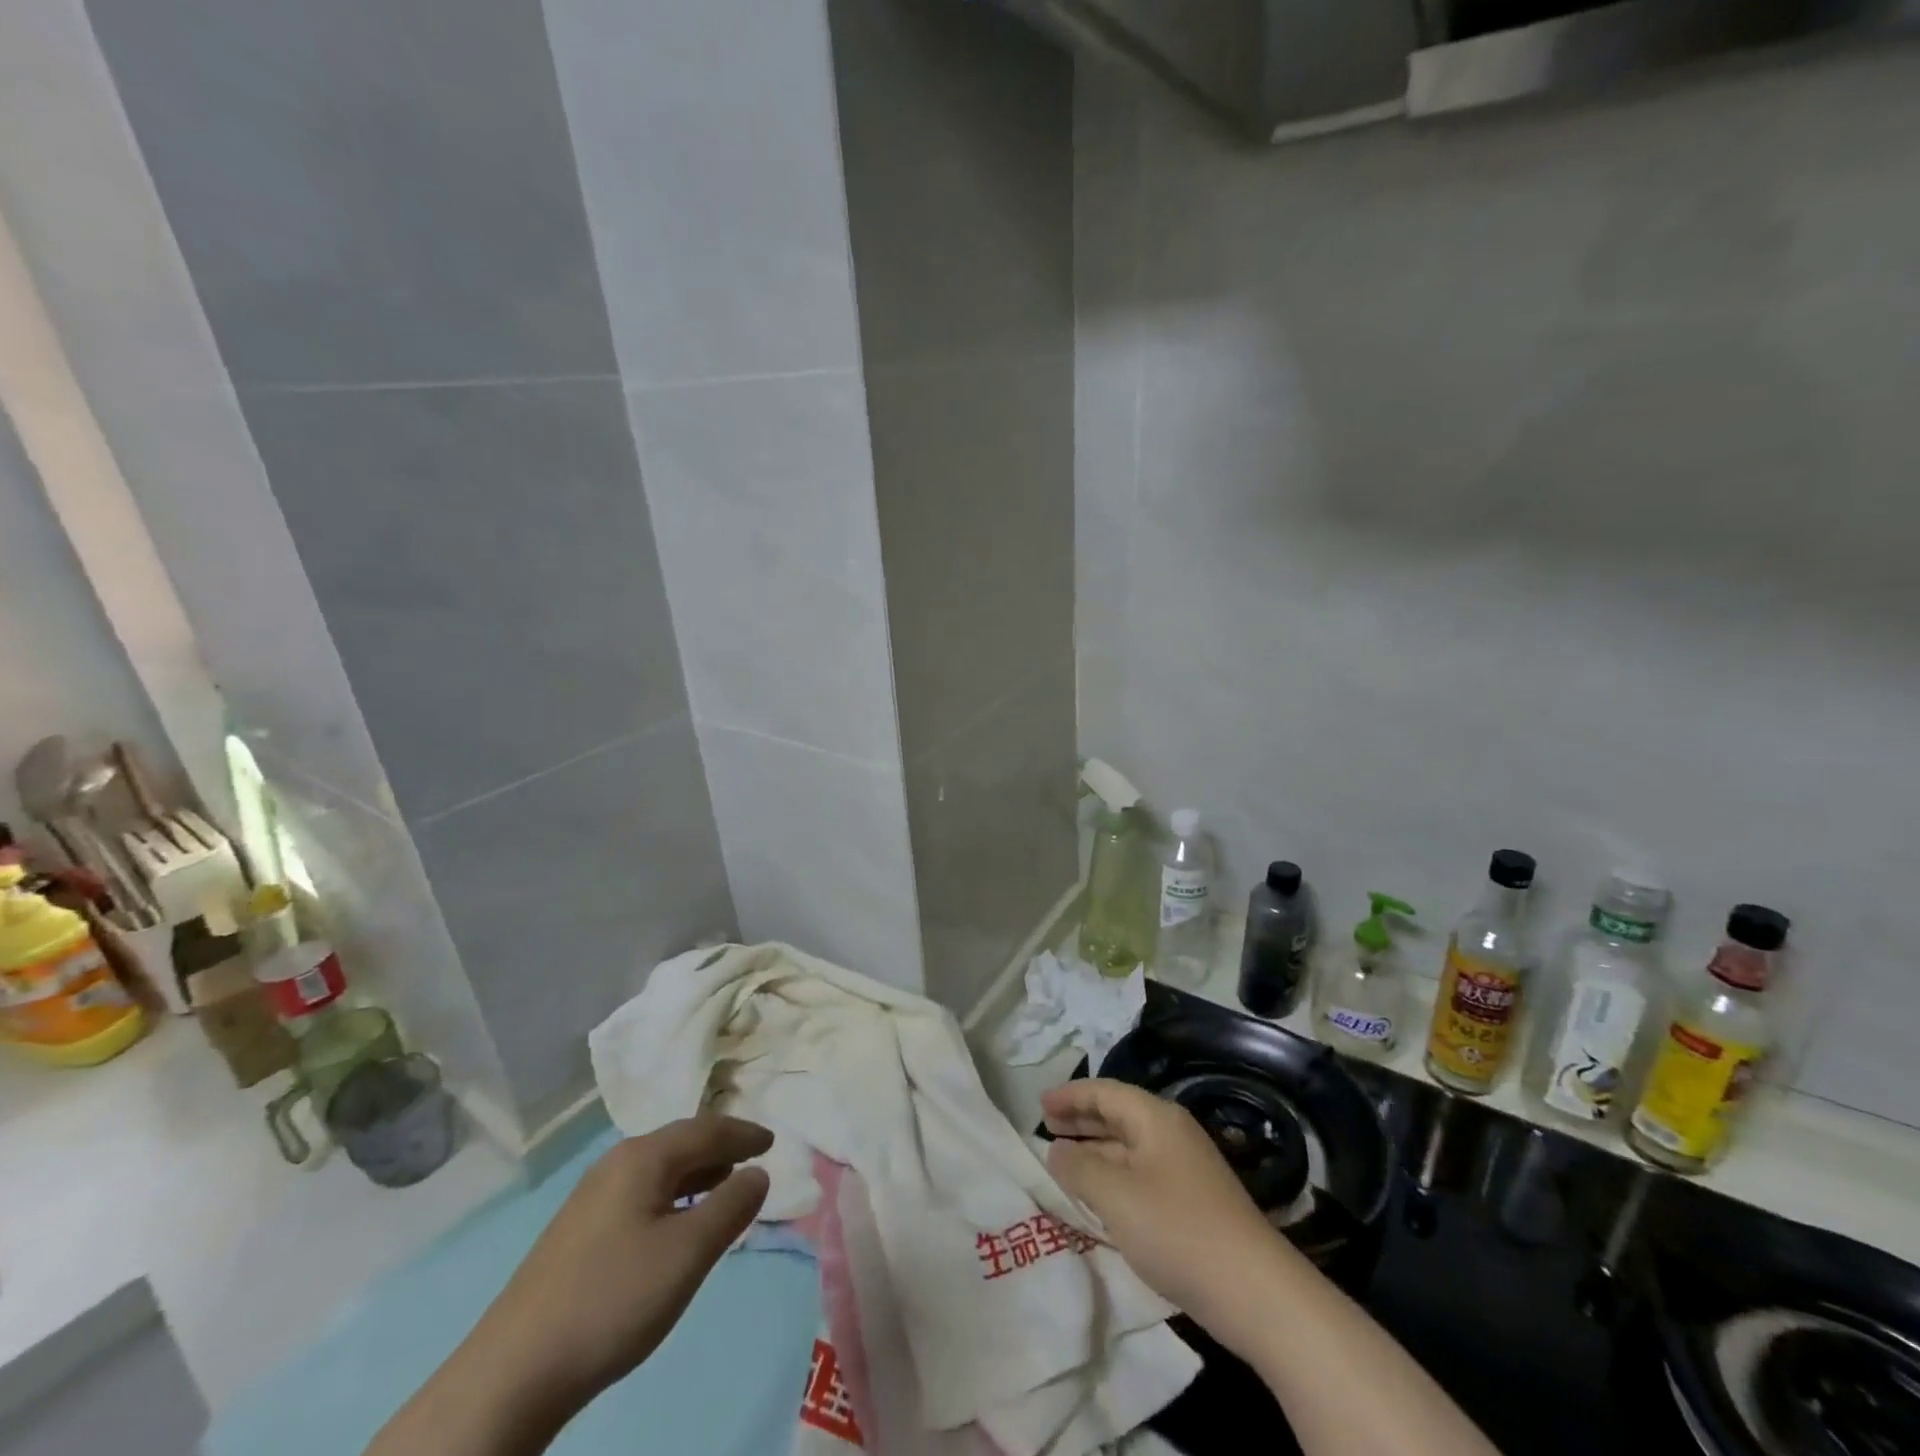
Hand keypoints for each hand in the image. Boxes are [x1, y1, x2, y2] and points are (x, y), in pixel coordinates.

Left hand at [468, 1115, 772, 1405]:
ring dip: (696, 1174)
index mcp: (643, 1157)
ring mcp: (591, 1198)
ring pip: (658, 1170)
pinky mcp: (577, 1232)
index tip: (773, 1141)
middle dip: (720, 1149)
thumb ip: (731, 1207)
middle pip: (680, 1143)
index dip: (743, 1134)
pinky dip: (672, 1197)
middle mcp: (616, 1164)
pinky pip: (641, 1194)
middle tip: (753, 1160)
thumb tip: (758, 1173)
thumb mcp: (688, 1252)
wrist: (513, 1374)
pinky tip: (676, 1225)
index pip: (706, 1129)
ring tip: (724, 1189)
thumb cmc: (613, 1299)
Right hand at [1043, 1079, 1281, 1334]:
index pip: (1104, 1092)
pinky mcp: (1192, 1201)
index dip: (1069, 1095)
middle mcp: (1171, 1133)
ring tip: (1063, 1159)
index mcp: (1155, 1118)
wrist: (1254, 1291)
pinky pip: (1141, 1173)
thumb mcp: (1115, 1196)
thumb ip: (1079, 1167)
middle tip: (1046, 1126)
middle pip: (1118, 1114)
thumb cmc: (1177, 1230)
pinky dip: (1113, 1175)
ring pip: (1129, 1146)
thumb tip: (1056, 1148)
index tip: (1038, 1104)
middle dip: (1081, 1119)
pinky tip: (1099, 1196)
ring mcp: (1185, 1168)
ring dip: (1095, 1149)